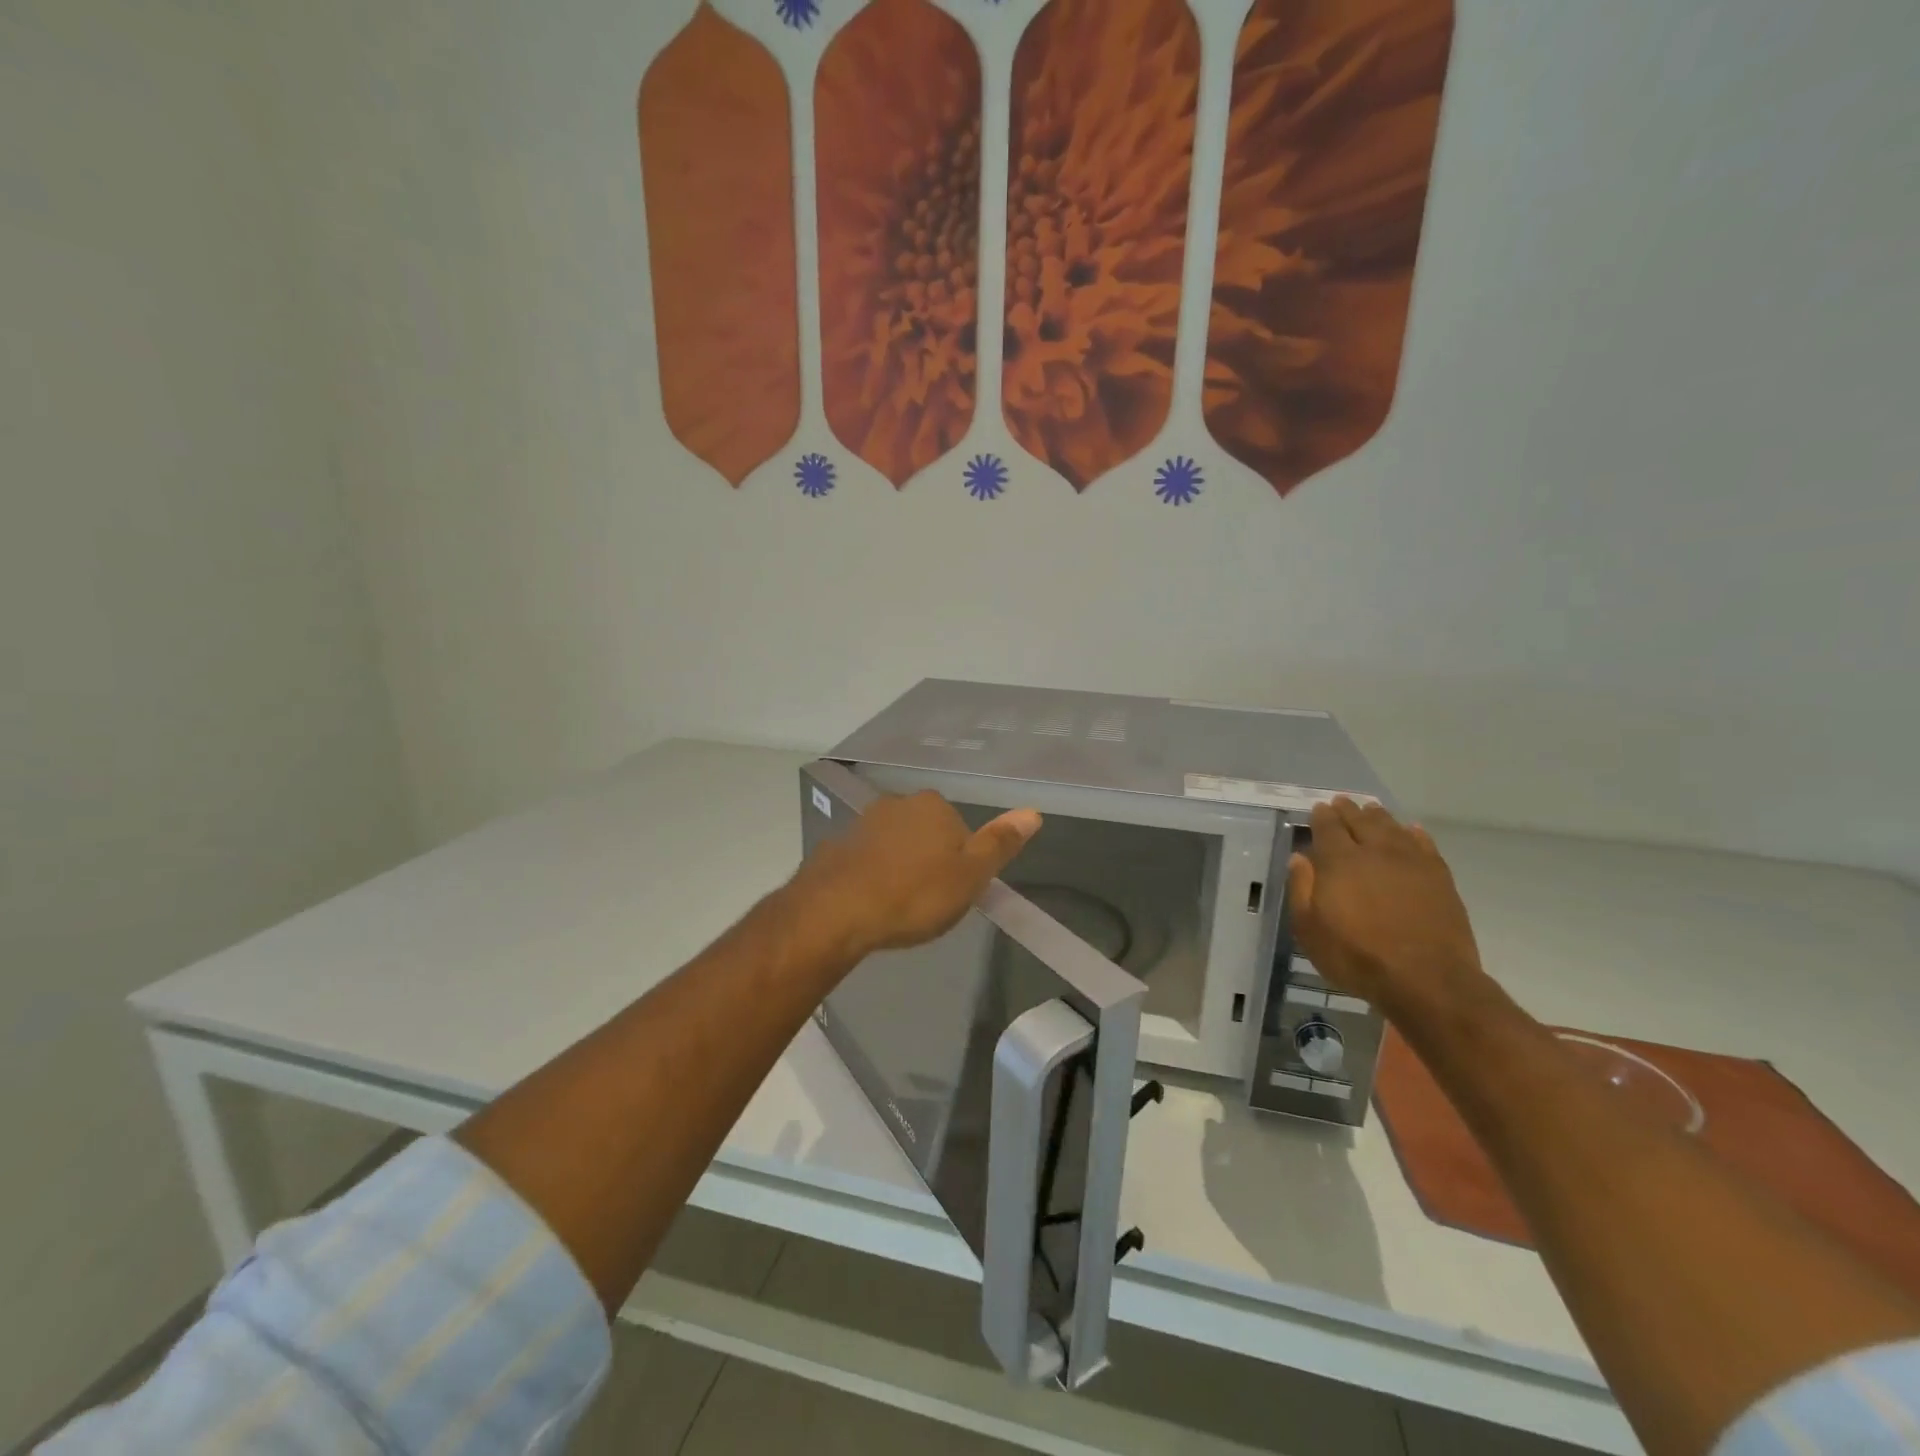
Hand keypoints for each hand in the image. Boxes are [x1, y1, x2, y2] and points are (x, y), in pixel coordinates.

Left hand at [790, 791, 1041, 961]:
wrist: (836, 911)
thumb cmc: (914, 895)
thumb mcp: (970, 876)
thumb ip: (1000, 843)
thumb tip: (1034, 812)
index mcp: (935, 807)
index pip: (960, 831)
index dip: (960, 863)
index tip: (951, 893)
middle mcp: (898, 803)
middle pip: (926, 833)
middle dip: (928, 861)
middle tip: (925, 902)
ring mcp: (863, 822)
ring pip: (894, 844)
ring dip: (898, 867)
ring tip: (896, 906)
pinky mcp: (836, 844)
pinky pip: (864, 858)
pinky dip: (870, 875)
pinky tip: (867, 903)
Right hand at [1287, 798, 1486, 1016]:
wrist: (1427, 979)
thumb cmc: (1357, 956)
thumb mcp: (1310, 929)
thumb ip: (1301, 889)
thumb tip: (1299, 858)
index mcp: (1340, 861)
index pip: (1328, 827)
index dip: (1322, 816)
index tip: (1319, 808)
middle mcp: (1375, 851)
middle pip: (1361, 821)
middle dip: (1349, 810)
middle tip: (1342, 802)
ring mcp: (1412, 862)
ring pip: (1392, 827)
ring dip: (1379, 816)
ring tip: (1371, 810)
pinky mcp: (1439, 877)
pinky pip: (1425, 844)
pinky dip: (1414, 833)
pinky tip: (1411, 831)